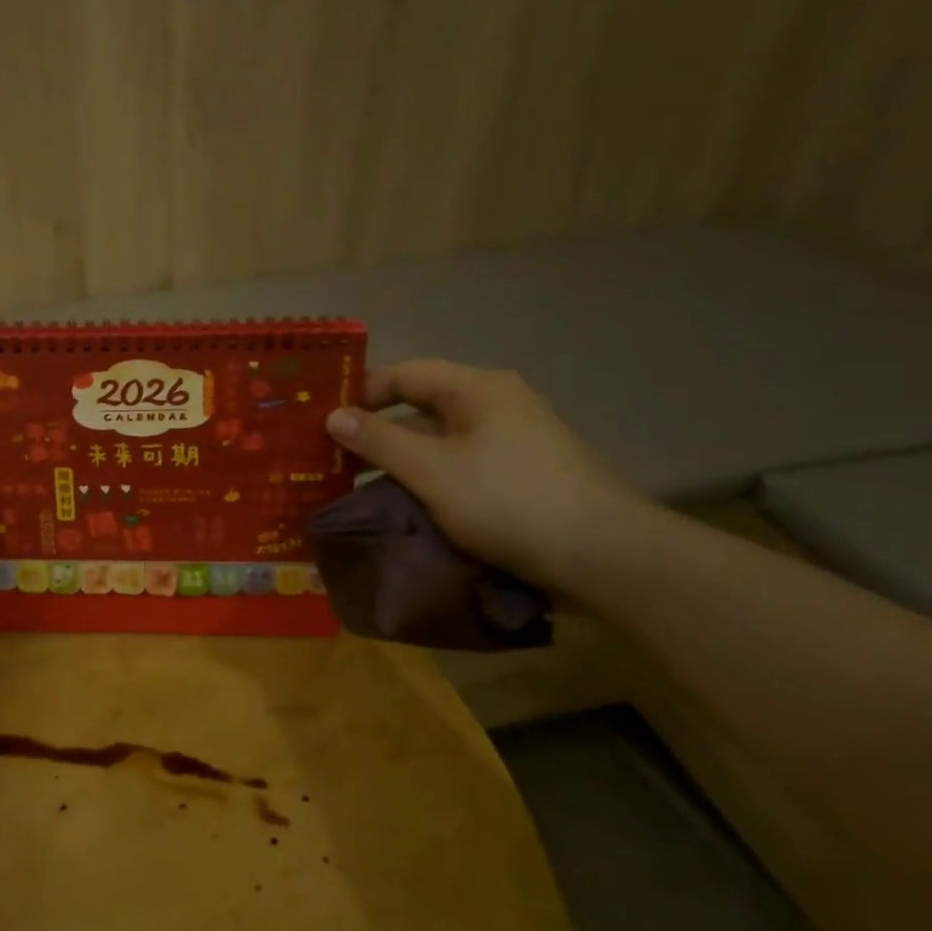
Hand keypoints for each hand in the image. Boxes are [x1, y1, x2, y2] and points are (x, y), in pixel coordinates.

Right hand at [325, 360, 638, 589]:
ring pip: (443, 440)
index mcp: (477, 389)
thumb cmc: (507, 500)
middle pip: (423, 407)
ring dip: (404, 460)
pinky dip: (434, 478)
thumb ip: (379, 440)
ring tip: (365, 488)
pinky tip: (413, 505)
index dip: (362, 393)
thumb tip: (333, 416)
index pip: (405, 374)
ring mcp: (517, 439)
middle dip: (379, 432)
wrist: (603, 555)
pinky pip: (465, 464)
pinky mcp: (527, 473)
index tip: (328, 424)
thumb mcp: (431, 471)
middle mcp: (499, 403)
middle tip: (337, 460)